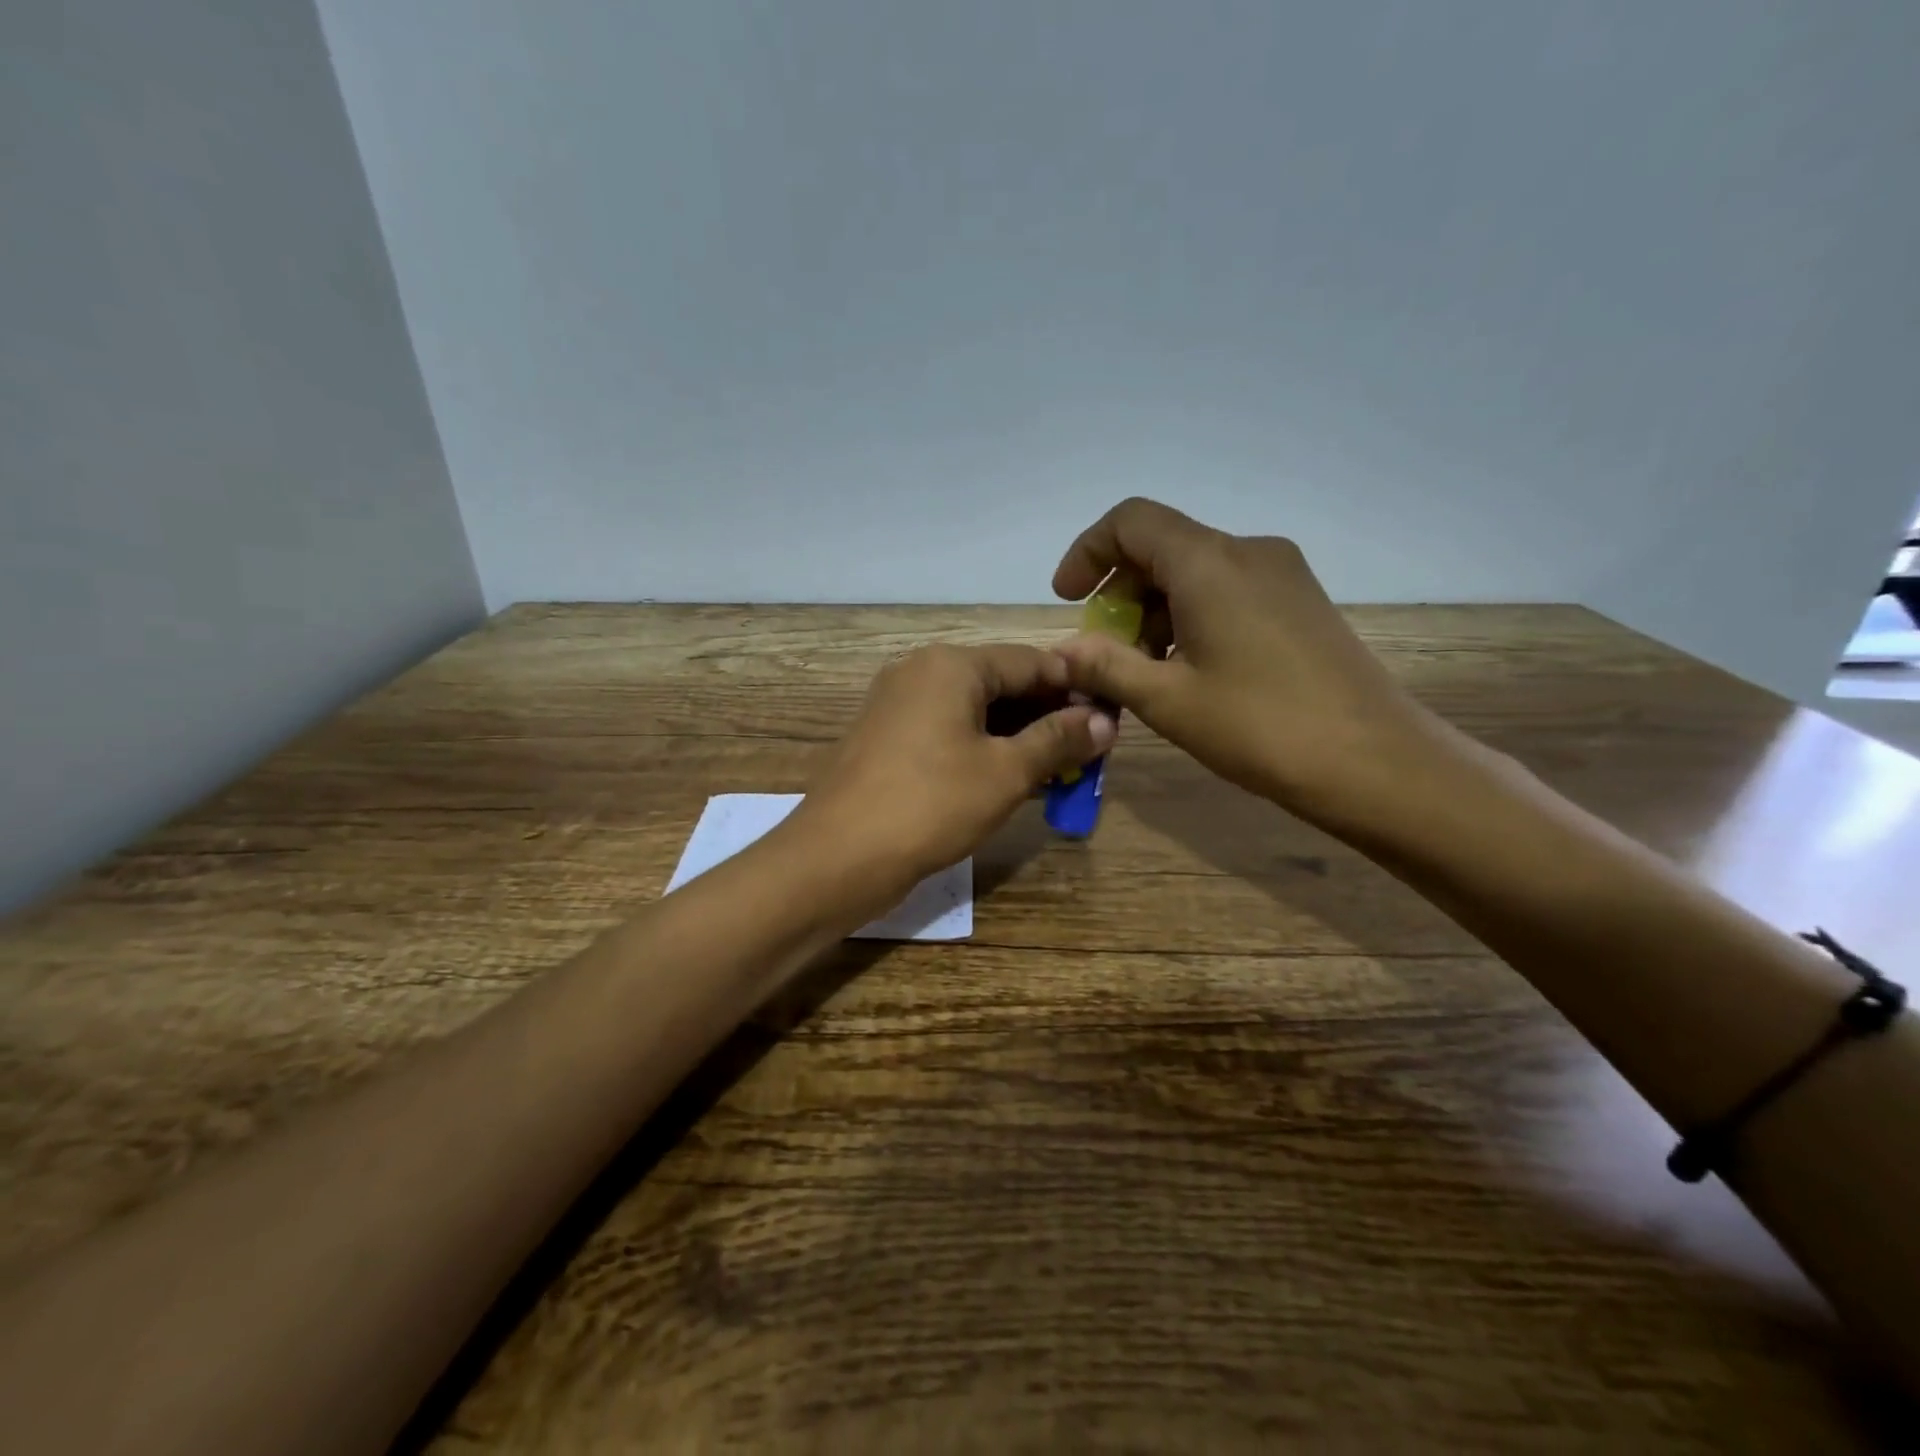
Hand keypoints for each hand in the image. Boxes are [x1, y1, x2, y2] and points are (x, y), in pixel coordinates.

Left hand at [794, 644, 1115, 893]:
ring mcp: (898, 706)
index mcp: (951, 665)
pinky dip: (983, 750)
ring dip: (1018, 737)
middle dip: (1047, 716)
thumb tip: (1104, 721)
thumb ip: (1057, 740)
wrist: (837, 857)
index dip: (1075, 689)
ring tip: (1058, 771)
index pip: (1031, 662)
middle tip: (1089, 752)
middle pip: (1002, 684)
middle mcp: (921, 672)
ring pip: (975, 711)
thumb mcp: (1005, 772)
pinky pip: (949, 732)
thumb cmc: (930, 805)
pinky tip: (1011, 779)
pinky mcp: (887, 740)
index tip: (1111, 720)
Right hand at [1052, 498, 1447, 828]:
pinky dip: (1191, 617)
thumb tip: (1062, 650)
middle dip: (1120, 593)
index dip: (1088, 552)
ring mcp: (1282, 574)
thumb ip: (1106, 666)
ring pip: (1195, 572)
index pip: (1131, 522)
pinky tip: (1189, 671)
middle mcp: (1248, 552)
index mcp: (1209, 563)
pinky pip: (1228, 590)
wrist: (1374, 762)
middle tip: (1104, 652)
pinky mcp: (1301, 601)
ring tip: (1144, 673)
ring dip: (1155, 611)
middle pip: (1163, 547)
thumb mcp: (1168, 700)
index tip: (1069, 600)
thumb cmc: (1260, 727)